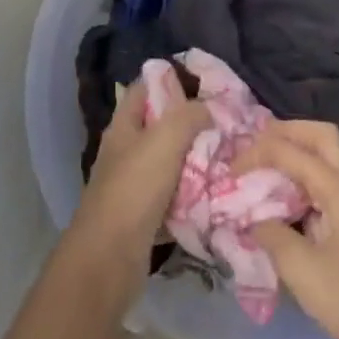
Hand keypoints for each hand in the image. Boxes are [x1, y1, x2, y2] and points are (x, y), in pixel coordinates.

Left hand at [66, 78, 209, 298]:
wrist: (110, 257)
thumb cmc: (134, 189)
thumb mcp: (164, 141)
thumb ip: (187, 116)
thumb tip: (208, 107)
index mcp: (123, 128)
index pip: (144, 89)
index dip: (171, 81)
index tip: (206, 85)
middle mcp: (126, 152)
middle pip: (160, 127)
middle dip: (191, 123)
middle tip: (226, 123)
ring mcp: (133, 185)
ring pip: (170, 163)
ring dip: (196, 160)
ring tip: (229, 154)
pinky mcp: (144, 215)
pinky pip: (174, 196)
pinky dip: (193, 194)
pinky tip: (216, 191)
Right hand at [244, 121, 338, 338]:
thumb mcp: (299, 267)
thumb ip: (270, 233)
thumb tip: (253, 218)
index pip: (292, 152)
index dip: (257, 154)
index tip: (230, 171)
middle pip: (322, 135)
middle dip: (287, 130)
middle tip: (255, 142)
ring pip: (328, 153)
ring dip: (297, 147)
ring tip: (264, 159)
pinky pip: (329, 175)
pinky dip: (304, 170)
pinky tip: (284, 189)